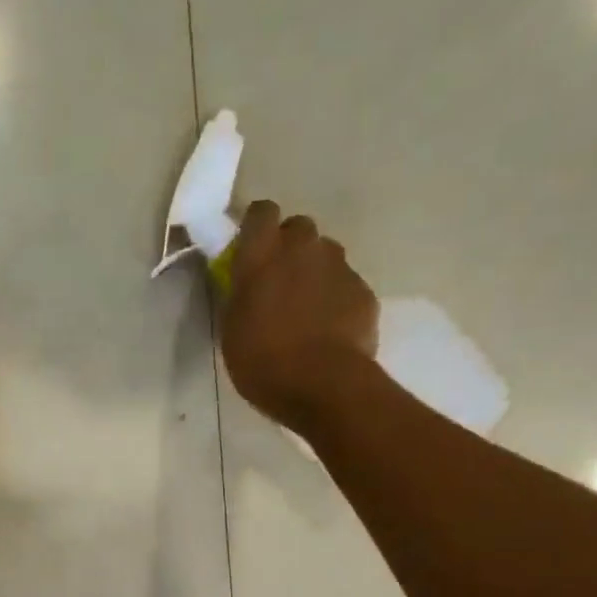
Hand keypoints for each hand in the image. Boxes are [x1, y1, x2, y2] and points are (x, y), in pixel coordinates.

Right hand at [221, 199, 379, 432]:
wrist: (323, 384)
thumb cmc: (262, 361)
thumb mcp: (232, 329)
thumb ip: (241, 295)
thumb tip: (247, 284)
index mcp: (262, 255)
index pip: (261, 212)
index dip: (257, 226)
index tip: (251, 248)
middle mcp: (303, 248)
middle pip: (298, 228)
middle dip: (290, 247)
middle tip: (279, 282)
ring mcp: (339, 266)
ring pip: (325, 254)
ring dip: (315, 271)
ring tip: (307, 308)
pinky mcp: (363, 290)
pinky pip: (346, 283)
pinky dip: (336, 298)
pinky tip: (329, 328)